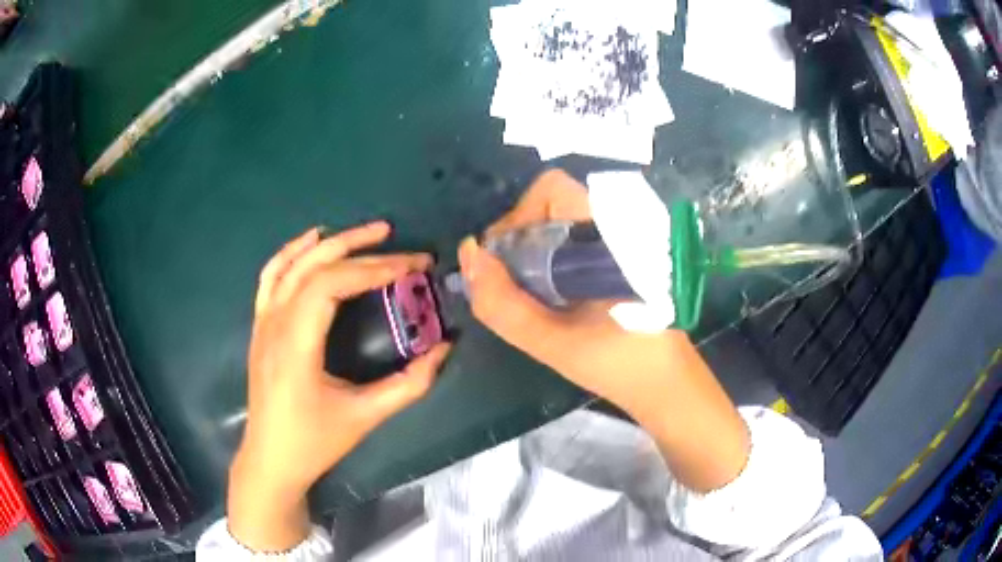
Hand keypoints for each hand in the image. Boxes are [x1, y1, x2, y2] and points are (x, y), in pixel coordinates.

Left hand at [229, 222, 450, 551]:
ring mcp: (263, 322)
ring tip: (366, 232)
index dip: (374, 269)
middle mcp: (275, 323)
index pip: (332, 284)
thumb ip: (408, 384)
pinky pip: (272, 276)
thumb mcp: (365, 417)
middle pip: (315, 267)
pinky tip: (312, 240)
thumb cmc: (314, 442)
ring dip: (329, 242)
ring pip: (292, 264)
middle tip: (399, 243)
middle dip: (360, 249)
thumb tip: (444, 350)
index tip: (412, 267)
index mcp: (296, 344)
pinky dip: (292, 252)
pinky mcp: (260, 326)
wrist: (271, 458)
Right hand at [458, 169, 676, 415]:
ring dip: (534, 250)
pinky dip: (551, 259)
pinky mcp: (621, 256)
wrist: (666, 383)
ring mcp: (622, 239)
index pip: (551, 190)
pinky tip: (552, 296)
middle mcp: (618, 224)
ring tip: (529, 293)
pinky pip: (574, 240)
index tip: (504, 263)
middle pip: (552, 203)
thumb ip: (503, 304)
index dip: (517, 219)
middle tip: (511, 281)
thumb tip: (470, 256)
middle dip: (520, 237)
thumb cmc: (619, 364)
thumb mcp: (553, 343)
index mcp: (611, 233)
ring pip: (561, 222)